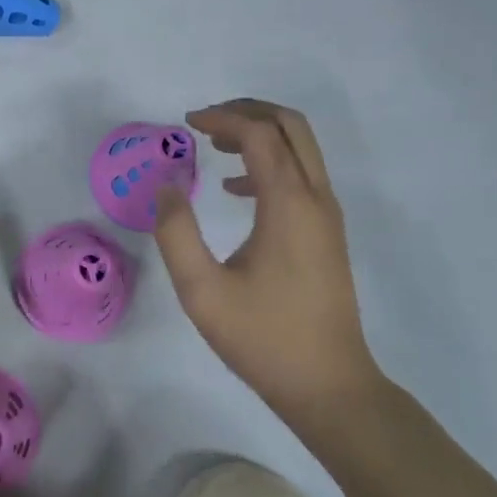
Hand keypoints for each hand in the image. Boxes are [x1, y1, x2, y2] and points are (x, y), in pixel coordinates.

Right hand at [153, 100, 382, 423]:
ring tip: (214, 146)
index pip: (259, 135)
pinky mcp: (327, 232)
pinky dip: (270, 162)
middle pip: (290, 125)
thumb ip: (177, 234)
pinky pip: (302, 174)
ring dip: (260, 134)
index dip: (221, 120)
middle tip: (205, 122)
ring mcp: (327, 215)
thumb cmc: (264, 338)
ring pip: (301, 147)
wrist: (329, 385)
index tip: (186, 125)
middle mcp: (315, 198)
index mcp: (288, 204)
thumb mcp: (202, 291)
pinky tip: (236, 188)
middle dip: (247, 112)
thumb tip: (167, 188)